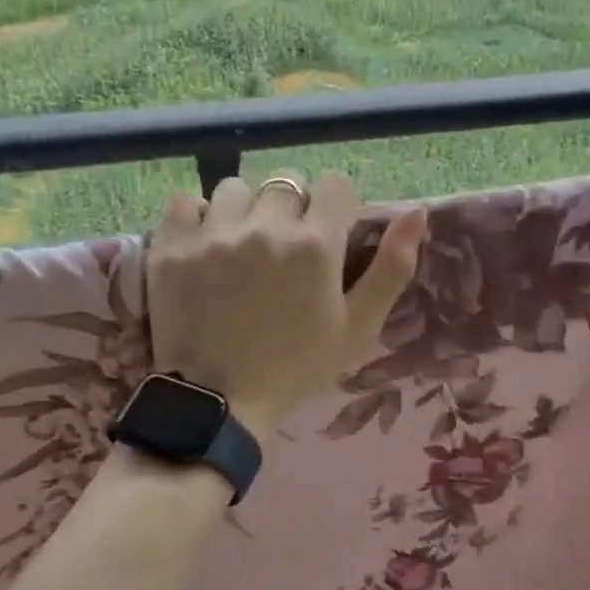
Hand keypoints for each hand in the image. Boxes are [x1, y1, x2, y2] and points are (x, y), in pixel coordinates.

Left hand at [148, 171, 427, 443]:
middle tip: (283, 251)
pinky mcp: (172, 248)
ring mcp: (213, 235)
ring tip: (240, 247)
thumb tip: (418, 212)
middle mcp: (264, 228)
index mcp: (316, 246)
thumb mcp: (358, 329)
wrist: (219, 404)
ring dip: (244, 212)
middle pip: (285, 184)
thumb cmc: (297, 370)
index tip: (328, 235)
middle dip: (290, 210)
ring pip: (235, 190)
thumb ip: (392, 269)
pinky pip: (185, 203)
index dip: (336, 207)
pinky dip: (197, 219)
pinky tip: (204, 247)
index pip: (335, 185)